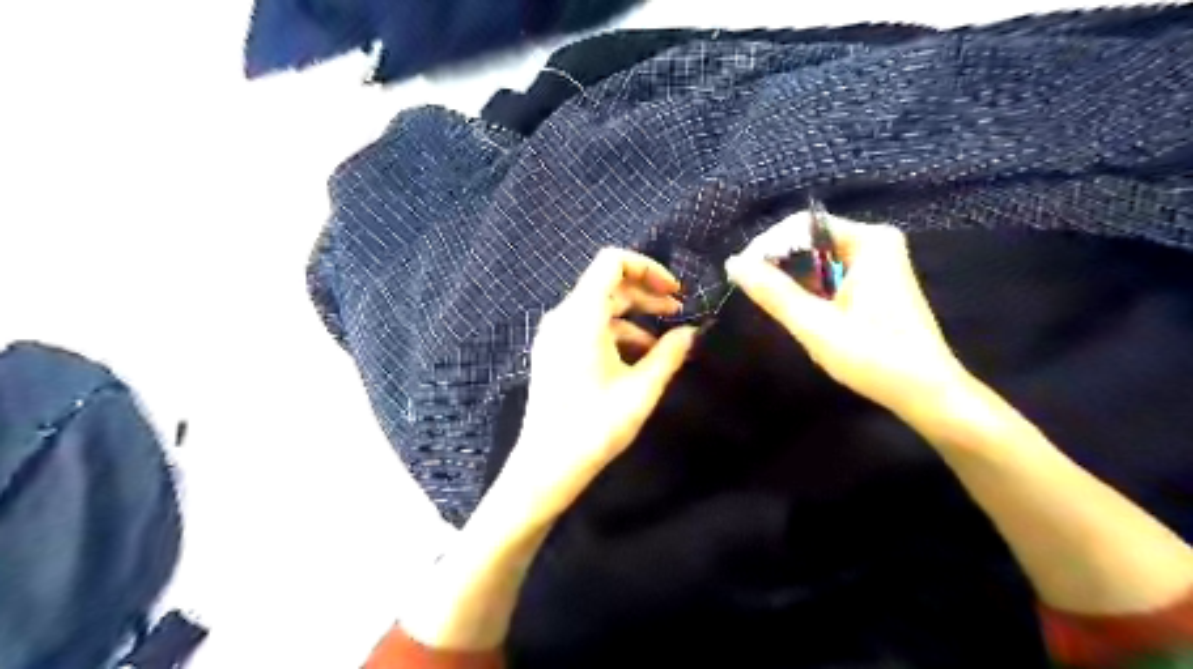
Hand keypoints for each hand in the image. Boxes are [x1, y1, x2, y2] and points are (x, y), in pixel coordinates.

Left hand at [497, 249, 701, 530]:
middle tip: (678, 312)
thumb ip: (670, 354)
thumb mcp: (641, 389)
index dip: (647, 268)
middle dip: (645, 294)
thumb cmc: (595, 426)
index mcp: (581, 316)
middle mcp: (563, 316)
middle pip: (608, 285)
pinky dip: (614, 333)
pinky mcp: (553, 351)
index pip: (612, 262)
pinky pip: (587, 327)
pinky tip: (637, 359)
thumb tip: (692, 332)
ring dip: (633, 317)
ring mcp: (554, 334)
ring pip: (599, 308)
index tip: (674, 291)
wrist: (546, 465)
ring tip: (663, 342)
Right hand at [728, 210, 968, 421]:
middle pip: (809, 239)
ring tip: (771, 303)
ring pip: (817, 258)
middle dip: (778, 263)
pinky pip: (830, 272)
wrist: (926, 393)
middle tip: (754, 292)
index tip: (741, 275)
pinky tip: (798, 310)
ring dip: (791, 278)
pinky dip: (809, 288)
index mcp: (869, 241)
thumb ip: (773, 292)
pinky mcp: (875, 282)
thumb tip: (733, 263)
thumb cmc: (874, 358)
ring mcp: (878, 261)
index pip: (801, 226)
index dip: (767, 247)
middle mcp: (875, 242)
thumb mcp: (815, 325)